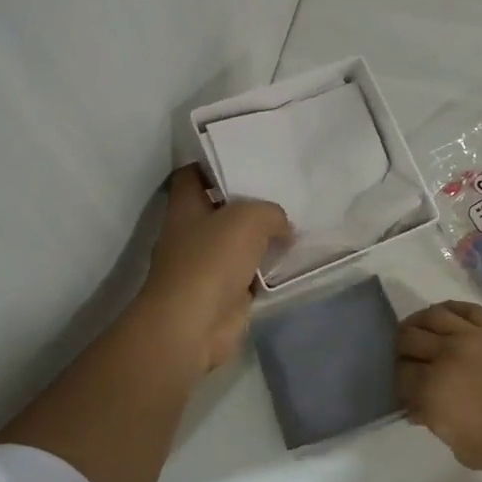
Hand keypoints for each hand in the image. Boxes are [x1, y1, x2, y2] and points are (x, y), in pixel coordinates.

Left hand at [140, 166, 290, 372]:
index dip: (214, 163)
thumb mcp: (248, 218)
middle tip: (283, 189)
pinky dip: (268, 269)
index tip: (246, 156)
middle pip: (220, 208)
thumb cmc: (211, 260)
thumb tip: (283, 227)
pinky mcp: (224, 293)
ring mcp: (206, 266)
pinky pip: (251, 273)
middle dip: (249, 201)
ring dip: (262, 237)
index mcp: (185, 207)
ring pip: (238, 242)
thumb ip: (271, 213)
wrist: (194, 325)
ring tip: (297, 221)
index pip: (193, 174)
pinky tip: (293, 259)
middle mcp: (191, 233)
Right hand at [396, 301, 481, 475]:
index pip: (401, 376)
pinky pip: (462, 308)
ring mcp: (471, 336)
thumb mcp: (464, 449)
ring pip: (431, 316)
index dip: (399, 384)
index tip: (407, 393)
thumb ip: (436, 423)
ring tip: (419, 333)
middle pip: (408, 339)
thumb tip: (420, 407)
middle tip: (409, 362)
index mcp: (434, 391)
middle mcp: (446, 356)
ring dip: (418, 324)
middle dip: (402, 352)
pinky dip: (446, 310)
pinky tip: (443, 318)